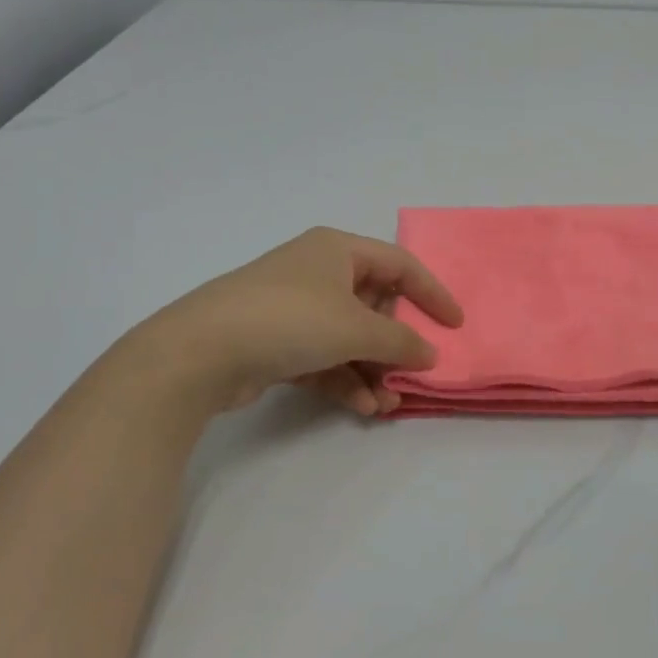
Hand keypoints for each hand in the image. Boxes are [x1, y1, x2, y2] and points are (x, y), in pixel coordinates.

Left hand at [141, 227, 462, 414]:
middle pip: (374, 307)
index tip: (455, 326)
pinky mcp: (277, 343)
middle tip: (412, 373)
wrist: (201, 351)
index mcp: (338, 251)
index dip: (432, 294)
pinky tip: (362, 407)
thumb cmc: (290, 319)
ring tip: (388, 404)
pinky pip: (326, 359)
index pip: (400, 266)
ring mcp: (295, 309)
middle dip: (395, 346)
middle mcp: (318, 274)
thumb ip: (401, 341)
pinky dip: (346, 380)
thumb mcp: (356, 328)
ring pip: (350, 339)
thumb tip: (429, 354)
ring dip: (373, 371)